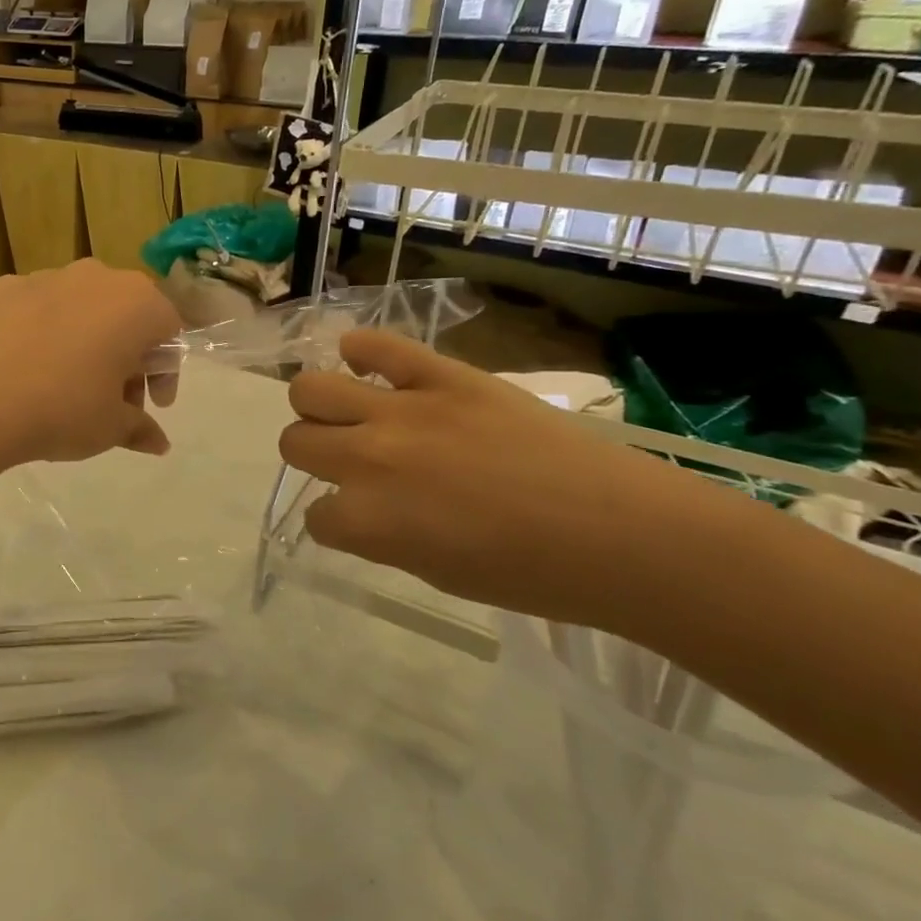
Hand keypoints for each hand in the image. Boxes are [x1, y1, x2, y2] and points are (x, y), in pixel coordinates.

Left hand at [0, 260, 181, 469]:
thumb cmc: (61, 408)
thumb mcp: (110, 428)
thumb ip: (140, 428)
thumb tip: (158, 443)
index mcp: (136, 304)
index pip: (169, 330)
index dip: (164, 372)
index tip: (150, 404)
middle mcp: (96, 277)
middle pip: (124, 314)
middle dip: (125, 356)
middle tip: (112, 400)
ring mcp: (46, 277)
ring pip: (80, 307)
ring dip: (84, 341)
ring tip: (63, 385)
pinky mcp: (3, 287)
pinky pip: (36, 309)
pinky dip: (40, 333)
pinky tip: (22, 369)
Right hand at [278, 328, 735, 630]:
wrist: (624, 535)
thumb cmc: (534, 574)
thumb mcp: (436, 571)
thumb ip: (382, 535)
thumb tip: (361, 508)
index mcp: (369, 520)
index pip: (315, 514)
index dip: (335, 521)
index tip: (361, 521)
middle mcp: (370, 459)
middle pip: (296, 442)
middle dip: (314, 456)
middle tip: (348, 461)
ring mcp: (404, 409)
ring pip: (311, 388)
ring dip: (319, 406)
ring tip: (348, 412)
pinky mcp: (443, 375)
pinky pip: (377, 346)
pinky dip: (361, 351)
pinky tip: (364, 363)